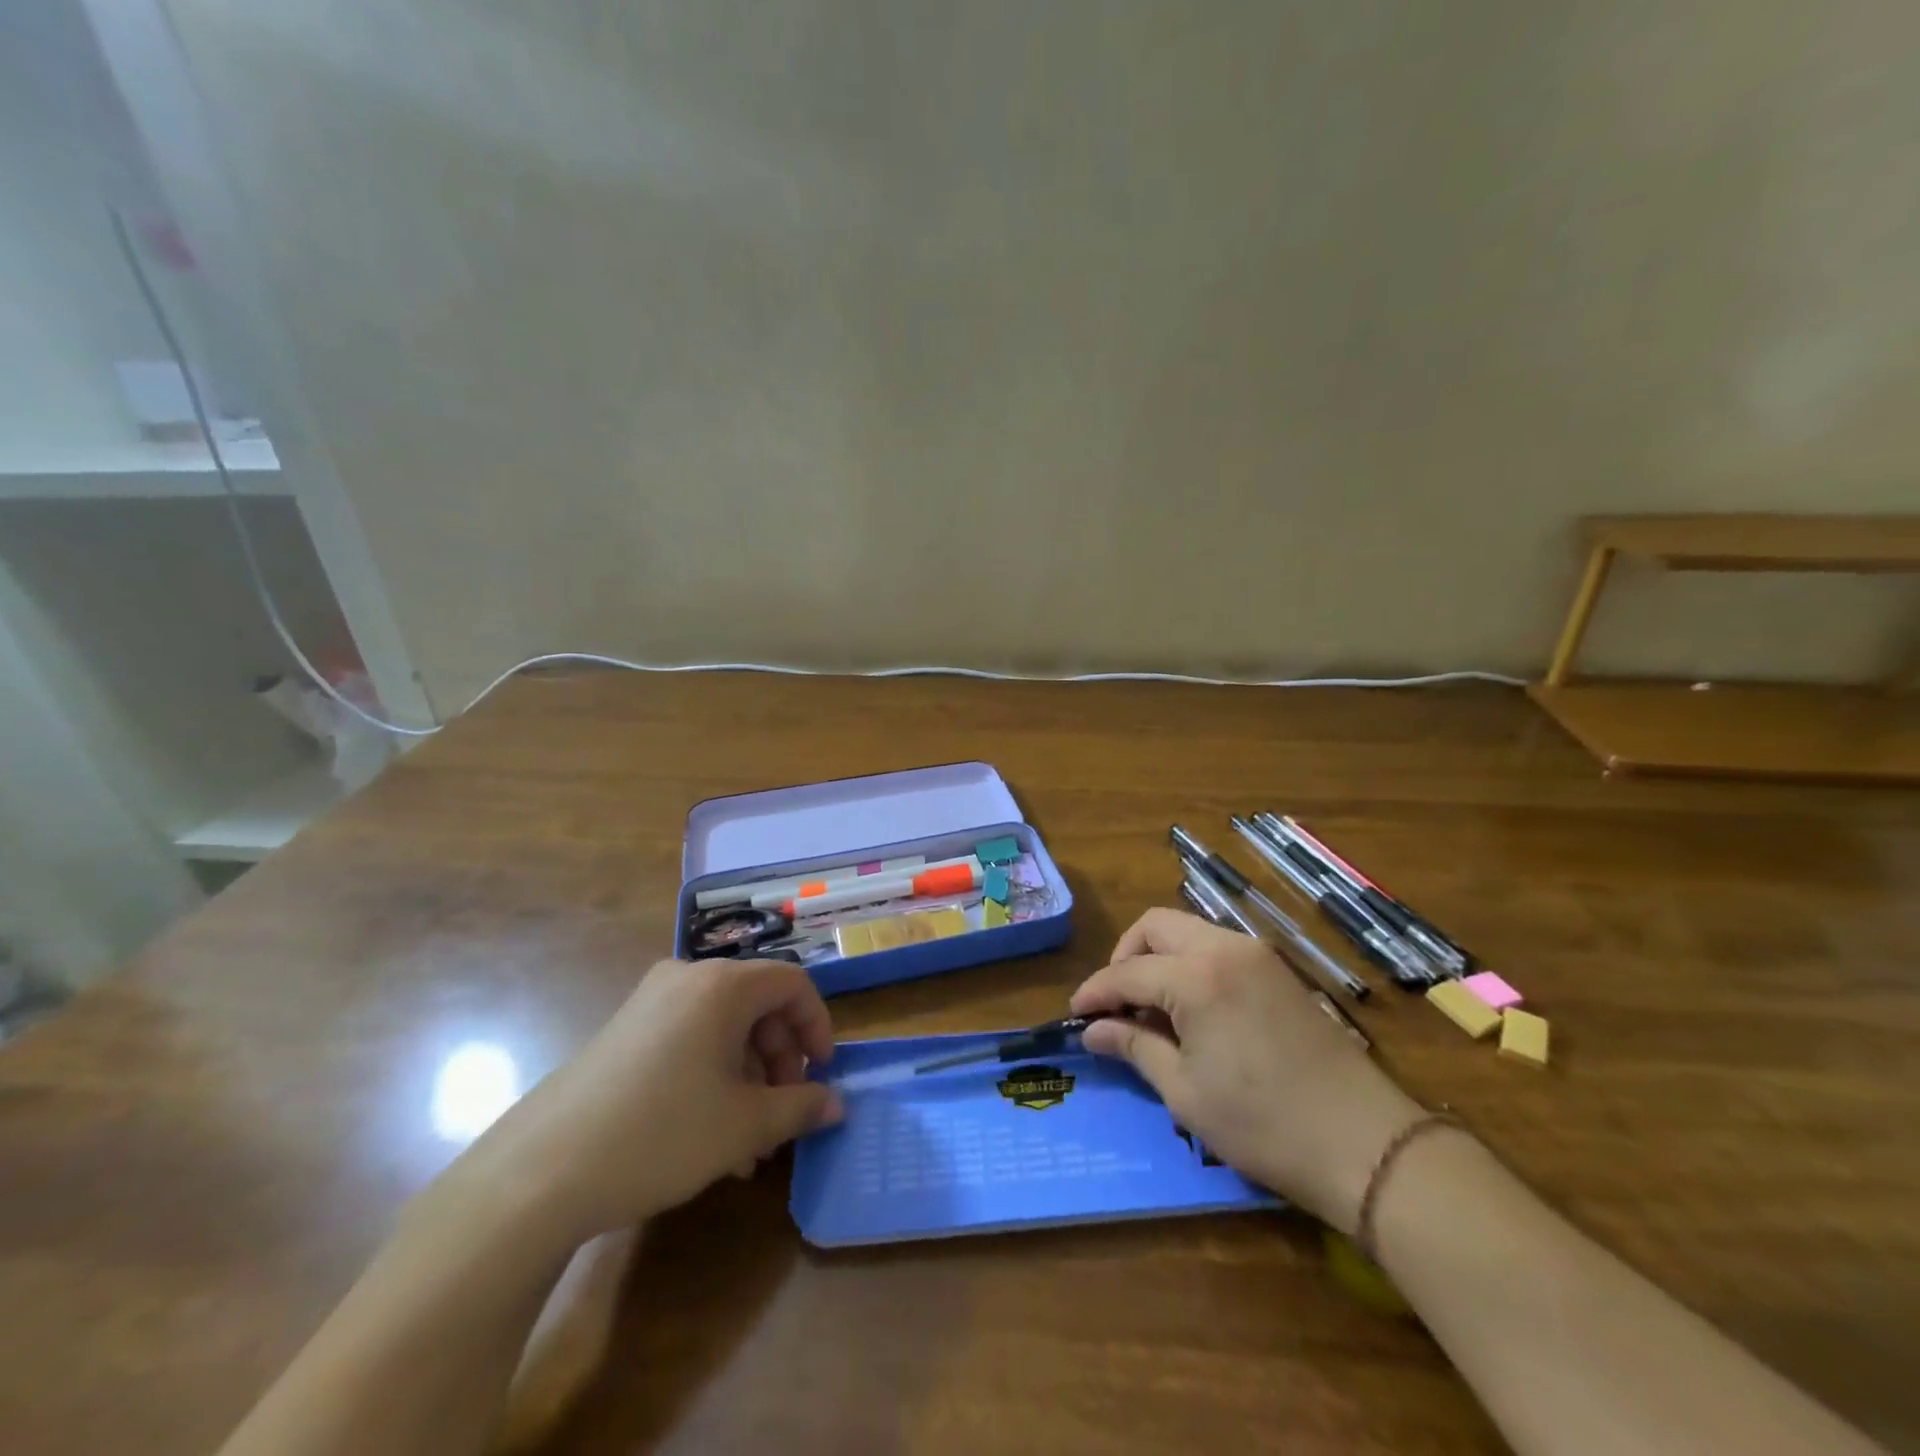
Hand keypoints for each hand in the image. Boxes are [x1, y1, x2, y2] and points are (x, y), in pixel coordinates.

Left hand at [473, 958, 843, 1239]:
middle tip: (784, 1113)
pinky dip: (713, 1075)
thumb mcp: (744, 1125)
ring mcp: (650, 1002)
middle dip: (780, 1059)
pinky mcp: (624, 1031)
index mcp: (722, 985)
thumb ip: (800, 1107)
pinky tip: (710, 1134)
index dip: (817, 1025)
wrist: (539, 1174)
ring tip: (749, 1143)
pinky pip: (689, 1039)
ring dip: (748, 1076)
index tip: (823, 1074)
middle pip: (757, 1004)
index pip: (793, 984)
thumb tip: (835, 1104)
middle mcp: (687, 978)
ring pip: (723, 1027)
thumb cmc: (660, 1134)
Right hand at [1071, 908, 1421, 1233]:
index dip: (1095, 991)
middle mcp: (1225, 948)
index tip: (1075, 1014)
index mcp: (1197, 976)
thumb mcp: (1184, 1091)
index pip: (1128, 971)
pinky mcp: (1278, 970)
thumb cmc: (1263, 1124)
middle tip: (1116, 1002)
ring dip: (1158, 957)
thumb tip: (1092, 1031)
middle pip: (1155, 926)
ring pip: (1188, 930)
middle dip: (1125, 956)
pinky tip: (1190, 1008)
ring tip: (1150, 1008)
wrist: (1365, 1144)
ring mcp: (1256, 954)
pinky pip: (1217, 947)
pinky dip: (1190, 963)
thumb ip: (1134, 1047)